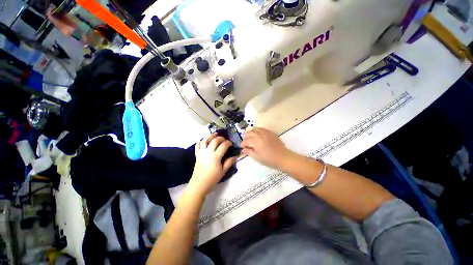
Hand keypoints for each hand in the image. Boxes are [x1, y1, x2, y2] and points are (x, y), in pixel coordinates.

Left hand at [188, 133, 237, 195]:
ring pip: (205, 140)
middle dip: (221, 138)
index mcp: (215, 157)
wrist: (199, 185)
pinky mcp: (197, 155)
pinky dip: (200, 141)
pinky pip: (197, 146)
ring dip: (210, 136)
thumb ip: (229, 162)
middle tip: (225, 140)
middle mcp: (208, 152)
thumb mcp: (223, 172)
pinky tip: (204, 140)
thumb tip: (235, 156)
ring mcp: (201, 153)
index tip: (231, 144)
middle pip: (214, 141)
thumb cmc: (212, 179)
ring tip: (215, 134)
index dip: (228, 143)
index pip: (223, 146)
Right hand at [241, 127, 294, 169]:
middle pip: (249, 133)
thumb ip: (249, 152)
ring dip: (251, 133)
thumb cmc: (269, 159)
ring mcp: (265, 132)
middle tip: (245, 143)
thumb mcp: (257, 157)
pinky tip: (257, 134)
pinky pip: (261, 129)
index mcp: (255, 141)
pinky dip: (257, 130)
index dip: (242, 144)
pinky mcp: (270, 132)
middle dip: (245, 138)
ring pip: (255, 129)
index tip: (242, 147)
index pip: (245, 141)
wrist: (283, 157)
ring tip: (250, 137)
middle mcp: (259, 135)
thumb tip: (242, 149)